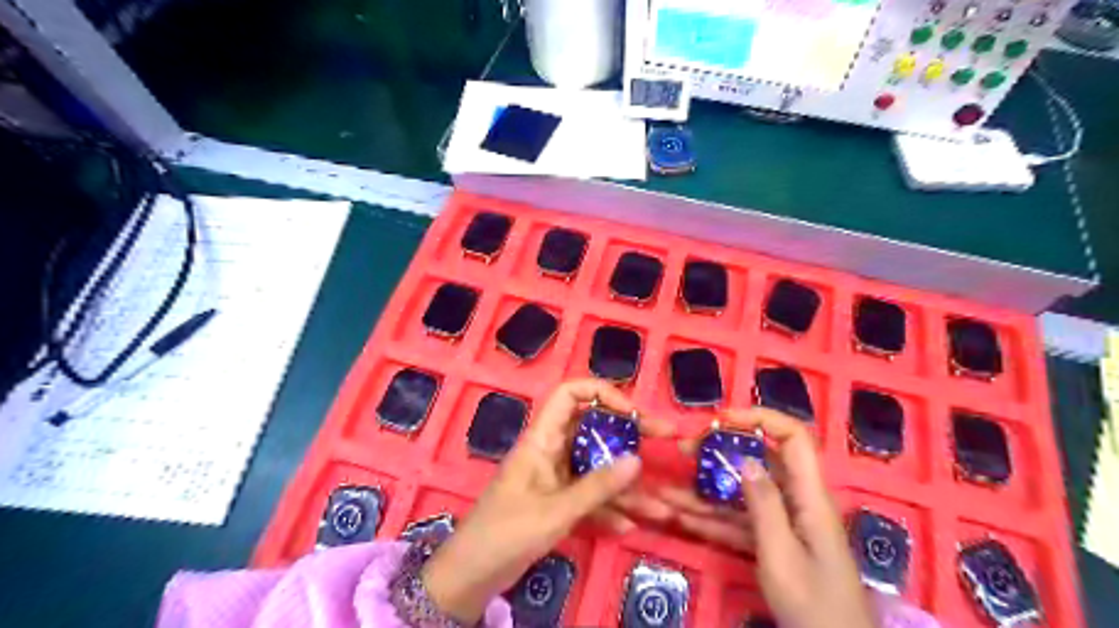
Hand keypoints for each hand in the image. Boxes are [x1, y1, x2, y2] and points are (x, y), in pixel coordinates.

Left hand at [423, 378, 671, 621]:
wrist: (472, 575)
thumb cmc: (507, 532)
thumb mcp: (556, 510)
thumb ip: (598, 486)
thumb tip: (638, 460)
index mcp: (542, 438)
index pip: (570, 394)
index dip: (602, 394)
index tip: (632, 413)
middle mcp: (551, 450)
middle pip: (593, 428)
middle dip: (628, 436)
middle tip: (662, 441)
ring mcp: (556, 476)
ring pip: (596, 466)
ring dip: (625, 483)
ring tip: (658, 504)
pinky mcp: (558, 500)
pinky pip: (589, 494)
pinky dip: (608, 507)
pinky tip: (629, 525)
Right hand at [657, 410, 873, 627]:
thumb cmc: (814, 606)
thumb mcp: (782, 555)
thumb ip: (763, 505)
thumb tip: (745, 458)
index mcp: (810, 496)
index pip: (793, 438)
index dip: (760, 419)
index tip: (721, 419)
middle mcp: (797, 502)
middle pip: (759, 463)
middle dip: (719, 454)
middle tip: (684, 452)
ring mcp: (784, 524)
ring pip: (742, 495)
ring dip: (706, 492)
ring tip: (667, 490)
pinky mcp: (774, 544)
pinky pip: (741, 523)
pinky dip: (713, 521)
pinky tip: (682, 518)